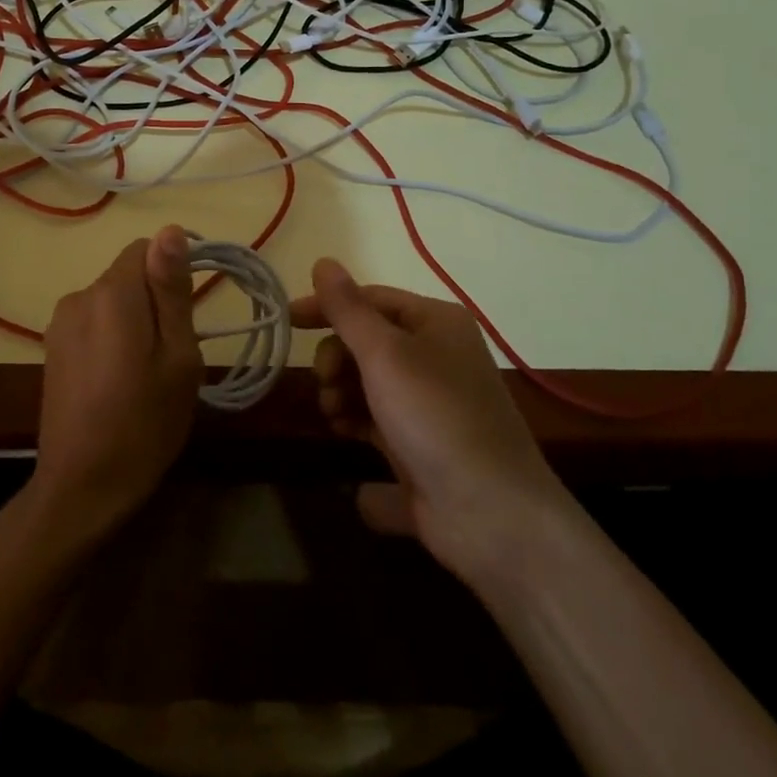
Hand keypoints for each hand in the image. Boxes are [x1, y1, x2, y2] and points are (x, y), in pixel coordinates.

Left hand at [30, 226, 203, 538]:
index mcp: (111, 294)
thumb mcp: (178, 356)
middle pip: (128, 275)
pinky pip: (94, 322)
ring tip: (148, 371)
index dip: (173, 272)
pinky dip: (113, 337)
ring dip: (134, 319)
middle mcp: (79, 297)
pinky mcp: (52, 347)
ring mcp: (60, 323)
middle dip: (155, 300)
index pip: (145, 248)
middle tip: (174, 353)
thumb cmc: (144, 423)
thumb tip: (171, 229)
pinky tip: (119, 380)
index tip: (189, 313)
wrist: (82, 488)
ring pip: (112, 300)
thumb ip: (172, 289)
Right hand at [290, 258, 568, 585]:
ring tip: (336, 416)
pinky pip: (376, 422)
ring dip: (341, 394)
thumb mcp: (385, 354)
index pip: (369, 299)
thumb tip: (323, 261)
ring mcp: (429, 403)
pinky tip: (345, 438)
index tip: (285, 322)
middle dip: (337, 361)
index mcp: (435, 323)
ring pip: (366, 383)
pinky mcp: (420, 445)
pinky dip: (356, 425)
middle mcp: (435, 356)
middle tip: (328, 385)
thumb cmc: (436, 417)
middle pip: (365, 342)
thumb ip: (348, 309)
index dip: (326, 307)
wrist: (491, 515)